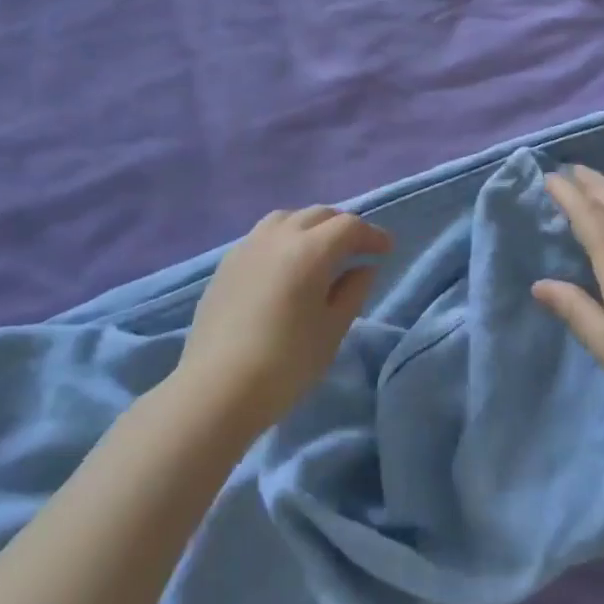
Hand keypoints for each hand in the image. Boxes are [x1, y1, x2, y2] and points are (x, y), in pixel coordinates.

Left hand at [176, 206, 392, 433]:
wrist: (217, 389)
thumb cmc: (286, 363)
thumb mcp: (332, 330)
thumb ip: (353, 291)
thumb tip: (363, 267)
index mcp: (310, 250)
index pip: (349, 226)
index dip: (372, 234)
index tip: (386, 249)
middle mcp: (278, 237)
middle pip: (318, 215)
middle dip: (343, 226)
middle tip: (358, 248)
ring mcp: (247, 247)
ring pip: (287, 218)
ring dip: (310, 226)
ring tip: (320, 250)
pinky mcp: (226, 263)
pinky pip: (263, 236)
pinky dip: (284, 238)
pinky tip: (285, 264)